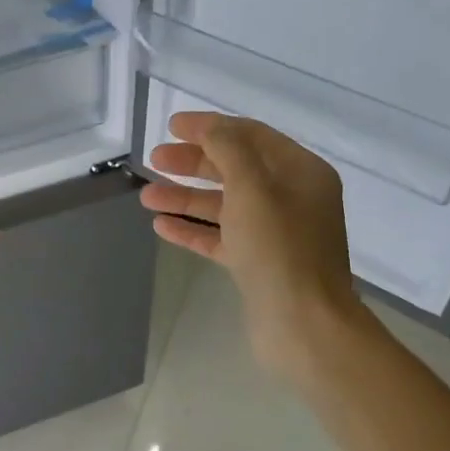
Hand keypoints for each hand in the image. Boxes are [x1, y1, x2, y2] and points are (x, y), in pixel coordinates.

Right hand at [139, 112, 368, 380]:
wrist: (303, 324)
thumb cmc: (279, 249)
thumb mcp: (253, 188)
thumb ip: (229, 150)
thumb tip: (210, 128)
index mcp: (301, 172)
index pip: (251, 136)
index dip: (211, 127)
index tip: (171, 126)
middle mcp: (291, 199)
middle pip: (235, 169)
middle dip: (194, 162)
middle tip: (154, 160)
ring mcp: (274, 234)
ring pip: (224, 206)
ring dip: (186, 197)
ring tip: (146, 196)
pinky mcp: (258, 265)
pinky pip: (221, 238)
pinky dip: (193, 230)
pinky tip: (162, 226)